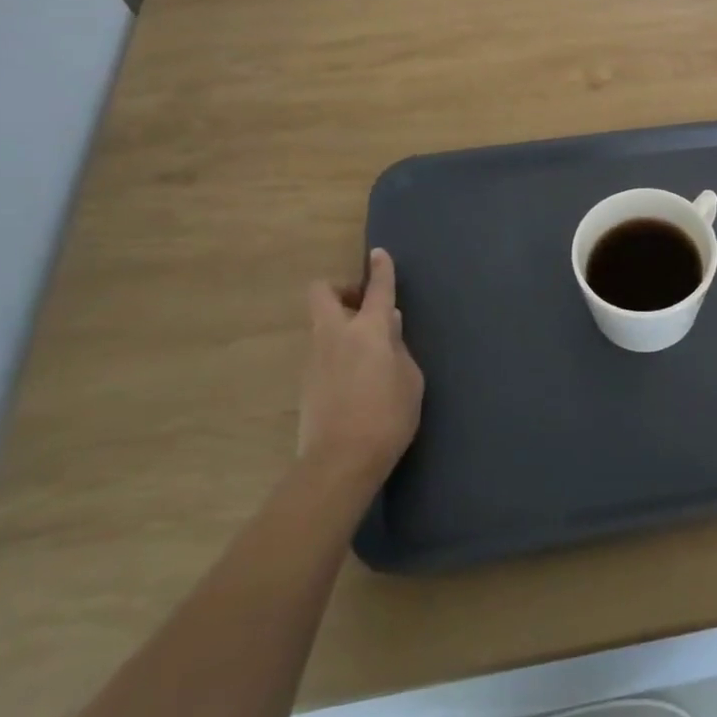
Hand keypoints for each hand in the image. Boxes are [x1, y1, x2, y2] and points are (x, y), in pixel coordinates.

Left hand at [300, 249, 423, 481]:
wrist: (340, 462)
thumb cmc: (388, 416)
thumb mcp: (410, 379)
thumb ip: (399, 347)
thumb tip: (389, 326)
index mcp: (368, 330)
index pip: (377, 289)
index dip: (380, 269)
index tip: (379, 255)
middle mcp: (336, 335)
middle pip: (323, 293)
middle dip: (341, 289)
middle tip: (362, 305)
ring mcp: (315, 358)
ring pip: (322, 324)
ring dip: (341, 325)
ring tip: (367, 351)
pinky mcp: (306, 382)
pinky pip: (322, 352)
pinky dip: (337, 352)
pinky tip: (355, 377)